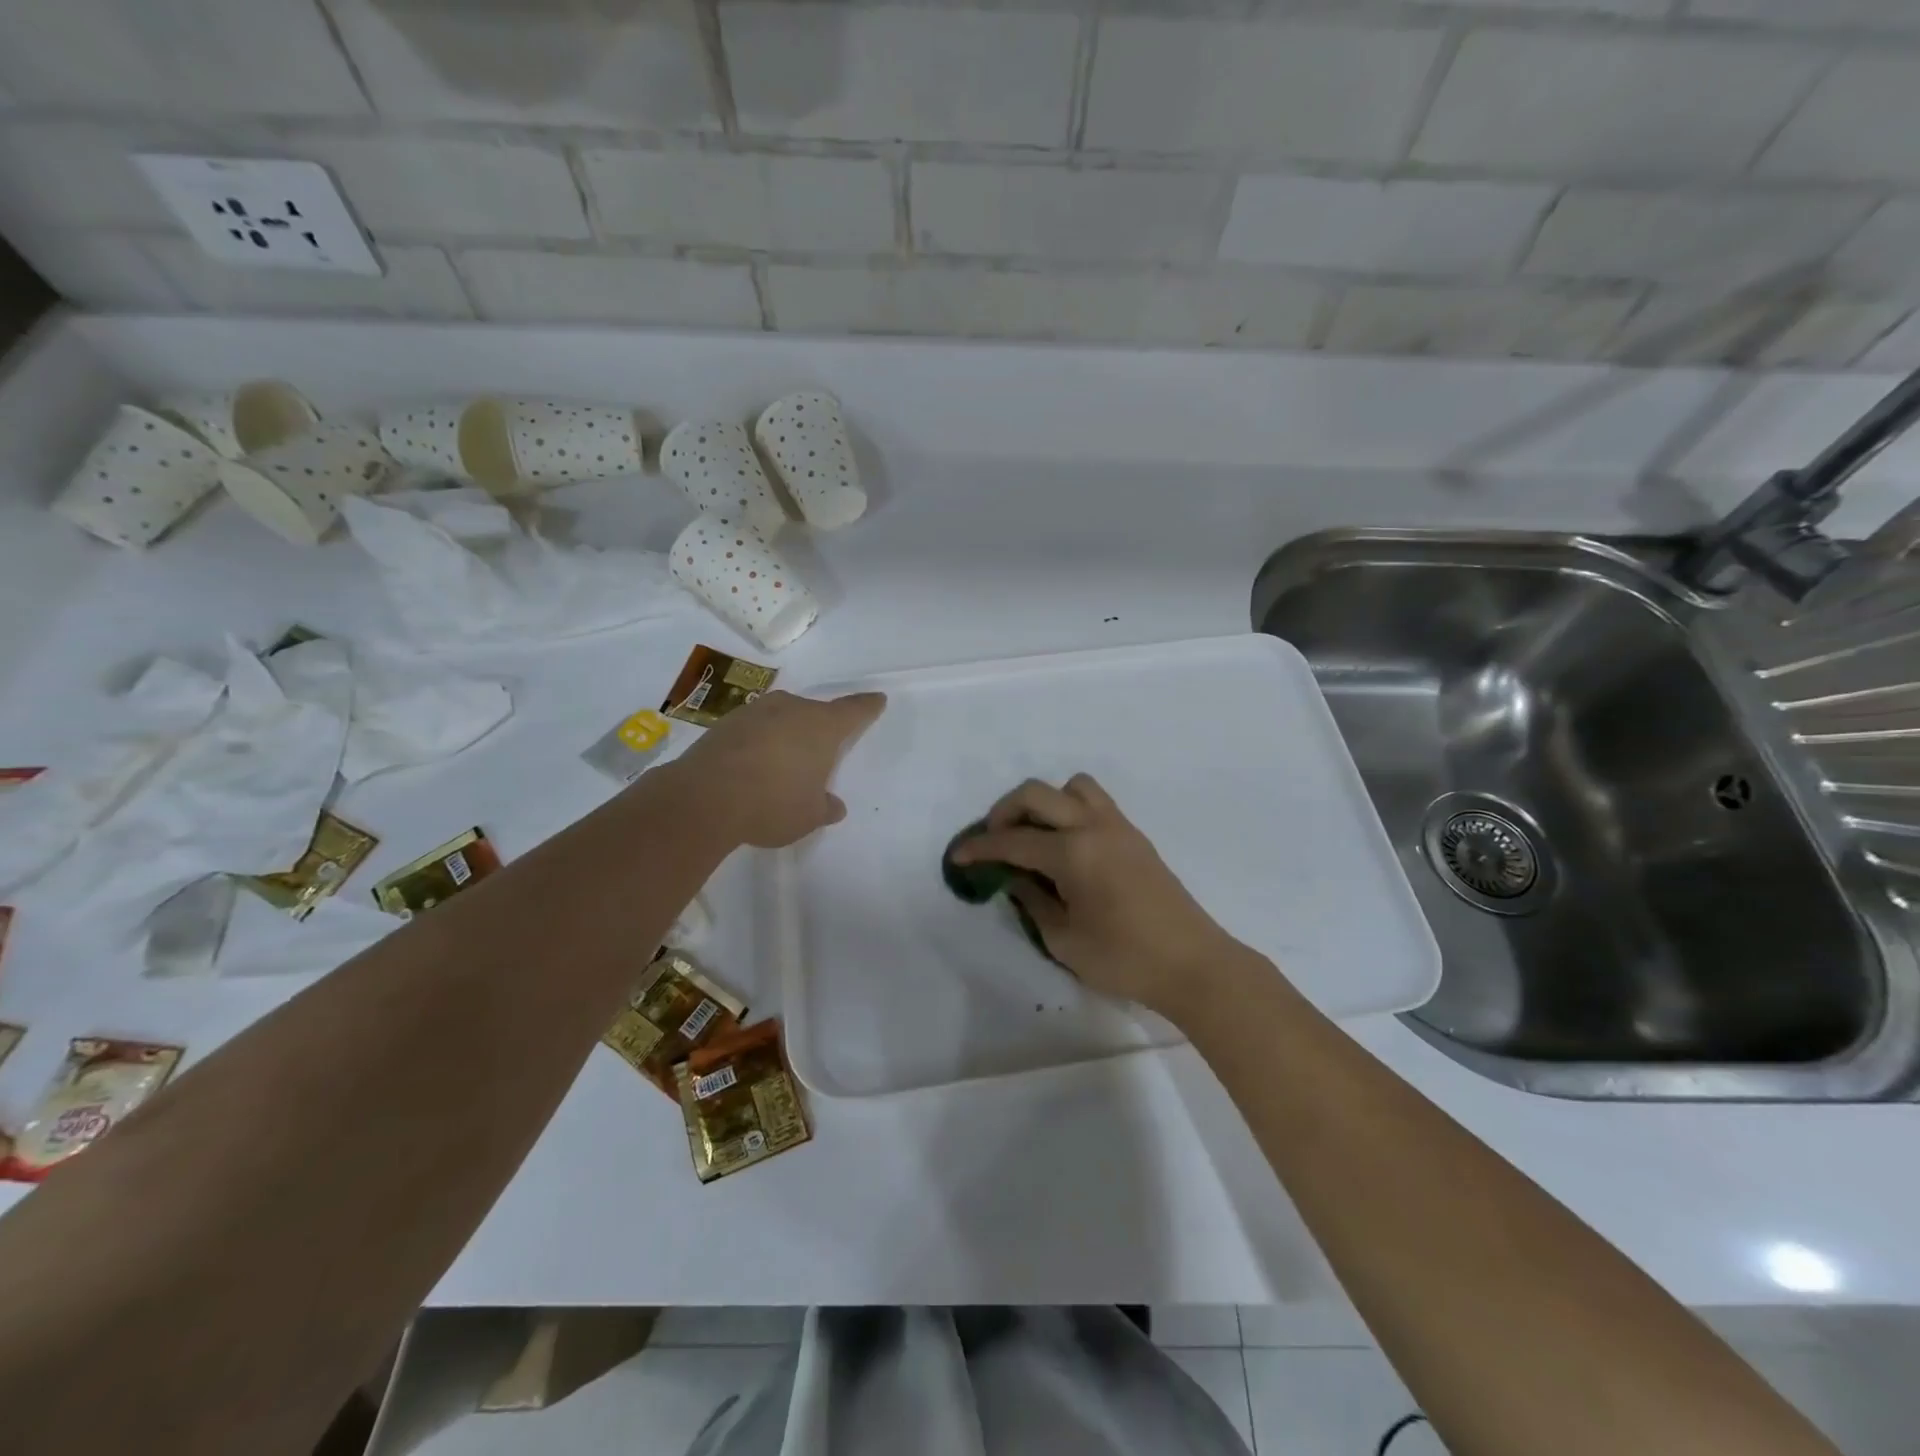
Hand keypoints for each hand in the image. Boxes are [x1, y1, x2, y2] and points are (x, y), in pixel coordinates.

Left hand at [672, 690, 885, 848]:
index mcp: (821, 726)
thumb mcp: (808, 816)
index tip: (877, 700)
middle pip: (814, 712)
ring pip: (782, 718)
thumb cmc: (772, 803)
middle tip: (821, 751)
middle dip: (820, 728)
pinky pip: (754, 729)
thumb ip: (824, 808)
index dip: (868, 707)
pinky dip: (759, 743)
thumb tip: (833, 806)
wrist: (703, 798)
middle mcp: (791, 709)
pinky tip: (753, 767)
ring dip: (786, 735)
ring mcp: (755, 712)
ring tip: (784, 763)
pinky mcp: (724, 723)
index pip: (854, 710)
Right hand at [950, 774, 1248, 1021]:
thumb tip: (1015, 877)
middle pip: (1037, 794)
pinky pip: (1094, 802)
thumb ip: (1033, 901)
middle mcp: (1093, 827)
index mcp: (1073, 853)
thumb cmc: (1124, 959)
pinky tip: (1066, 846)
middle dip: (1005, 811)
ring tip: (1035, 836)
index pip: (1013, 840)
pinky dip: (1070, 810)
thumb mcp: (1064, 940)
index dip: (980, 847)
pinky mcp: (1134, 836)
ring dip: (1045, 803)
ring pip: (1072, 787)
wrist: (1193, 964)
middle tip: (994, 841)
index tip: (958, 855)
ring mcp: (1118, 826)